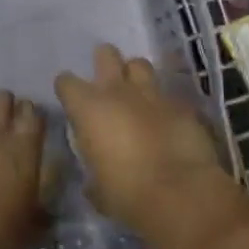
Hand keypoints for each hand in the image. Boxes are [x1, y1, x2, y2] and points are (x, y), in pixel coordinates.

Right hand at [55, 44, 234, 242]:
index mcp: (87, 107)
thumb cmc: (125, 192)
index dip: (67, 90)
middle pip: (106, 54)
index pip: (65, 81)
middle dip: (104, 62)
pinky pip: (168, 95)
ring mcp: (152, 94)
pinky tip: (166, 120)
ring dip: (135, 76)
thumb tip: (94, 172)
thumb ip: (91, 166)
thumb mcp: (95, 185)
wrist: (179, 194)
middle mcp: (117, 91)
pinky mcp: (182, 105)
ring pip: (140, 64)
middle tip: (106, 83)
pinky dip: (163, 104)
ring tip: (137, 93)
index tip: (71, 102)